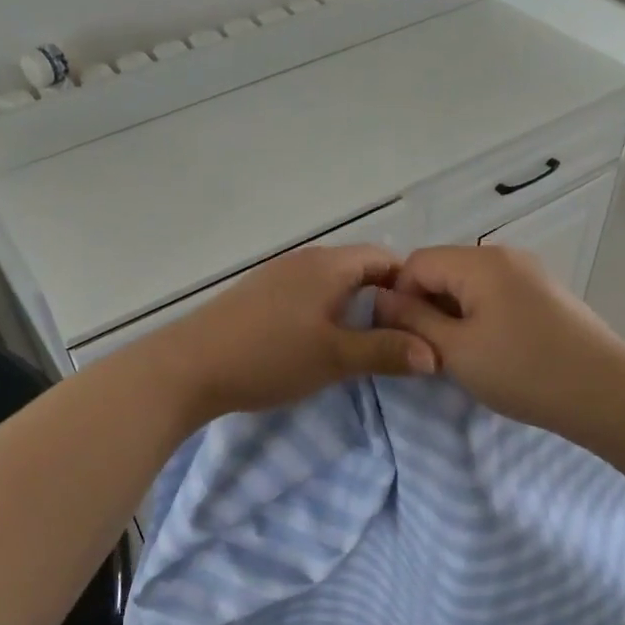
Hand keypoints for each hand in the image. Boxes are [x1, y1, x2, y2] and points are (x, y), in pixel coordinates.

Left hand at [141, 245, 438, 423]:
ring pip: (329, 283)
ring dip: (350, 307)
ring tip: (362, 343)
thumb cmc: (270, 356)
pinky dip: (323, 312)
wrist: (189, 366)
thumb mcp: (335, 358)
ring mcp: (276, 275)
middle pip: (357, 269)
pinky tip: (317, 342)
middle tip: (397, 337)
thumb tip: (435, 354)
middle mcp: (304, 260)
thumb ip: (386, 352)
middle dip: (381, 299)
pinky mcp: (256, 294)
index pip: (384, 258)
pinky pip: (305, 294)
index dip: (408, 285)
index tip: (422, 321)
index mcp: (328, 265)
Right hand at [374, 245, 624, 440]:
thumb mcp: (455, 350)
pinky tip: (490, 349)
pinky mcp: (545, 295)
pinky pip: (495, 294)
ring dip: (453, 314)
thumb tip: (381, 299)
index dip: (399, 297)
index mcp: (480, 262)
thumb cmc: (523, 371)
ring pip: (469, 284)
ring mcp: (529, 273)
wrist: (606, 393)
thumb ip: (413, 320)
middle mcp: (504, 256)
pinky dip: (479, 316)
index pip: (416, 263)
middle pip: (444, 269)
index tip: (403, 338)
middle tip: (429, 350)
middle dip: (426, 305)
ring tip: (459, 354)